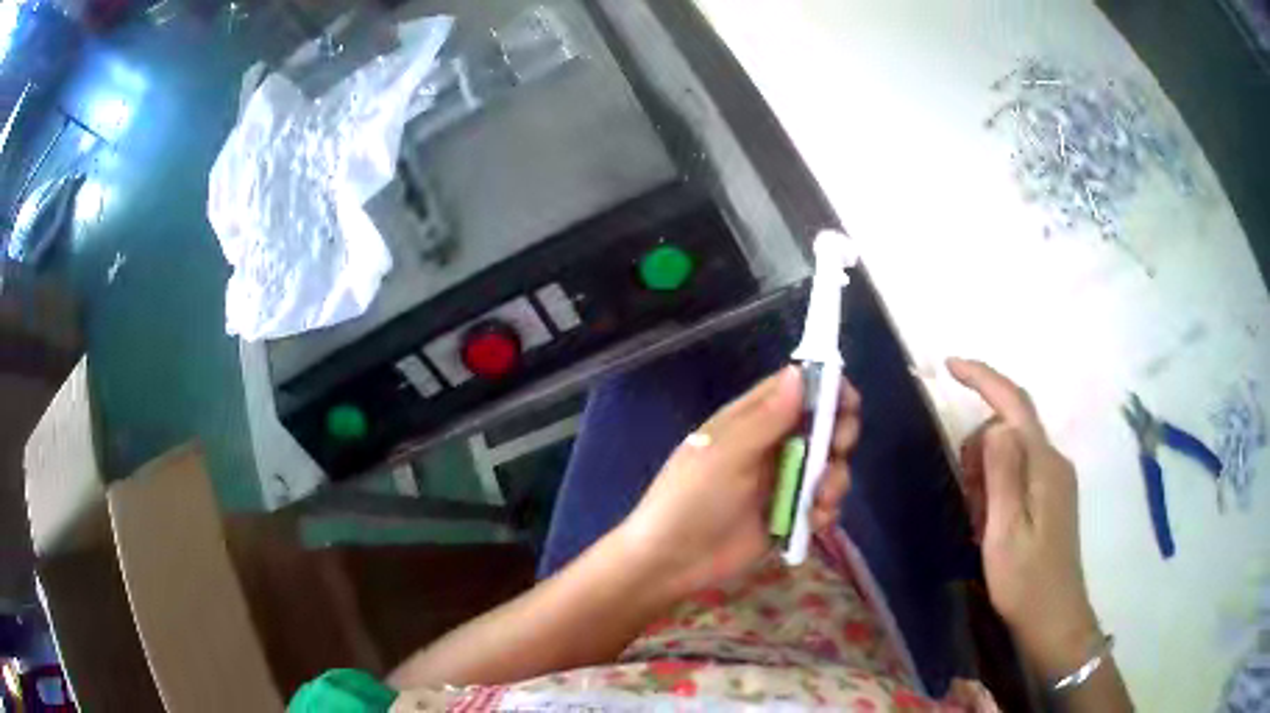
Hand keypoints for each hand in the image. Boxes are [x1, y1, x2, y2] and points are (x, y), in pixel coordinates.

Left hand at [618, 366, 861, 596]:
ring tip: (820, 502)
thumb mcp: (726, 456)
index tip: (848, 402)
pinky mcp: (790, 516)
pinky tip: (815, 523)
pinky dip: (827, 510)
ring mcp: (783, 482)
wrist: (672, 563)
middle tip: (838, 450)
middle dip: (839, 434)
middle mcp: (771, 446)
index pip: (796, 389)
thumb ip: (766, 418)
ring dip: (835, 479)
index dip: (827, 388)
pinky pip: (823, 503)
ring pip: (829, 466)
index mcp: (751, 421)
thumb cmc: (691, 500)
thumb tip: (799, 372)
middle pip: (822, 426)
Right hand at [948, 358, 1101, 677]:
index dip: (983, 378)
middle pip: (1010, 427)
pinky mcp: (1052, 497)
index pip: (1014, 404)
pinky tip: (990, 520)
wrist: (1054, 619)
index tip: (950, 366)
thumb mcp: (1005, 531)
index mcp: (1044, 465)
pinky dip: (998, 485)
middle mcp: (1054, 462)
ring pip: (1013, 450)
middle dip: (980, 448)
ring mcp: (1055, 479)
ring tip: (978, 518)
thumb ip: (1003, 474)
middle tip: (965, 497)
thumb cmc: (1025, 581)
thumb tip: (997, 424)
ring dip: (987, 472)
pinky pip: (1019, 471)